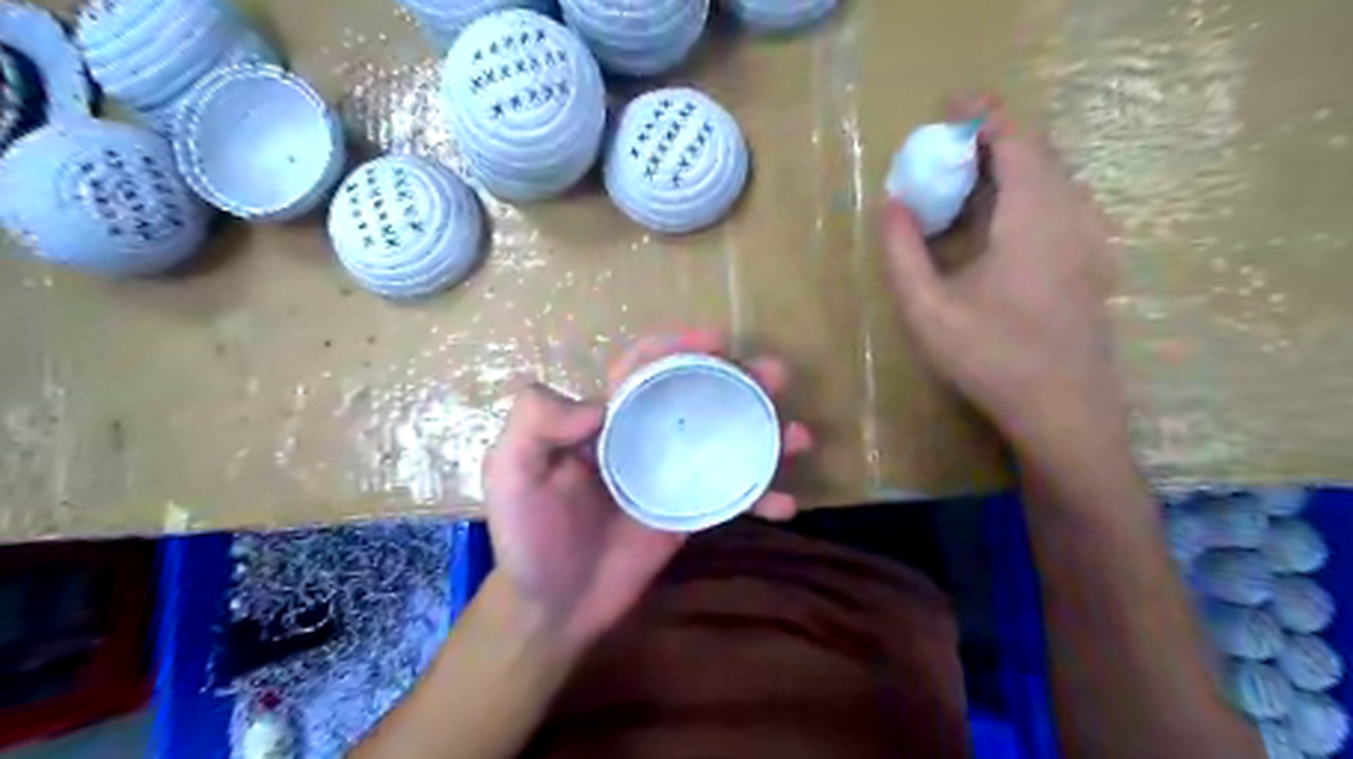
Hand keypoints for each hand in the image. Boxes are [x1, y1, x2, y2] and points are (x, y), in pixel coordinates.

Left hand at [482, 333, 806, 653]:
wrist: (552, 607)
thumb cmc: (527, 537)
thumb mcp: (508, 473)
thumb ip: (534, 424)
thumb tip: (598, 404)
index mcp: (605, 419)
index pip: (644, 367)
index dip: (677, 346)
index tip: (717, 340)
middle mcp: (643, 437)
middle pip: (696, 395)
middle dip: (738, 378)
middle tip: (777, 375)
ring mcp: (671, 475)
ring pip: (723, 439)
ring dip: (763, 431)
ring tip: (798, 434)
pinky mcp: (688, 513)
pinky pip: (731, 496)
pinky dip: (760, 496)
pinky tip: (787, 502)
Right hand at [883, 95, 1115, 450]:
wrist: (1064, 409)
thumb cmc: (991, 357)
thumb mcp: (928, 309)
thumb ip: (902, 251)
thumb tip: (892, 204)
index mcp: (1034, 214)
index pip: (1013, 137)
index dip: (980, 116)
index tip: (945, 111)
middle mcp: (1072, 212)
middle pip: (1035, 151)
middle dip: (989, 140)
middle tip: (941, 154)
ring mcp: (1090, 236)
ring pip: (1050, 176)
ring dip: (1007, 167)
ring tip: (961, 185)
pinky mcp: (1092, 258)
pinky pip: (1058, 202)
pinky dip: (1023, 193)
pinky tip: (994, 224)